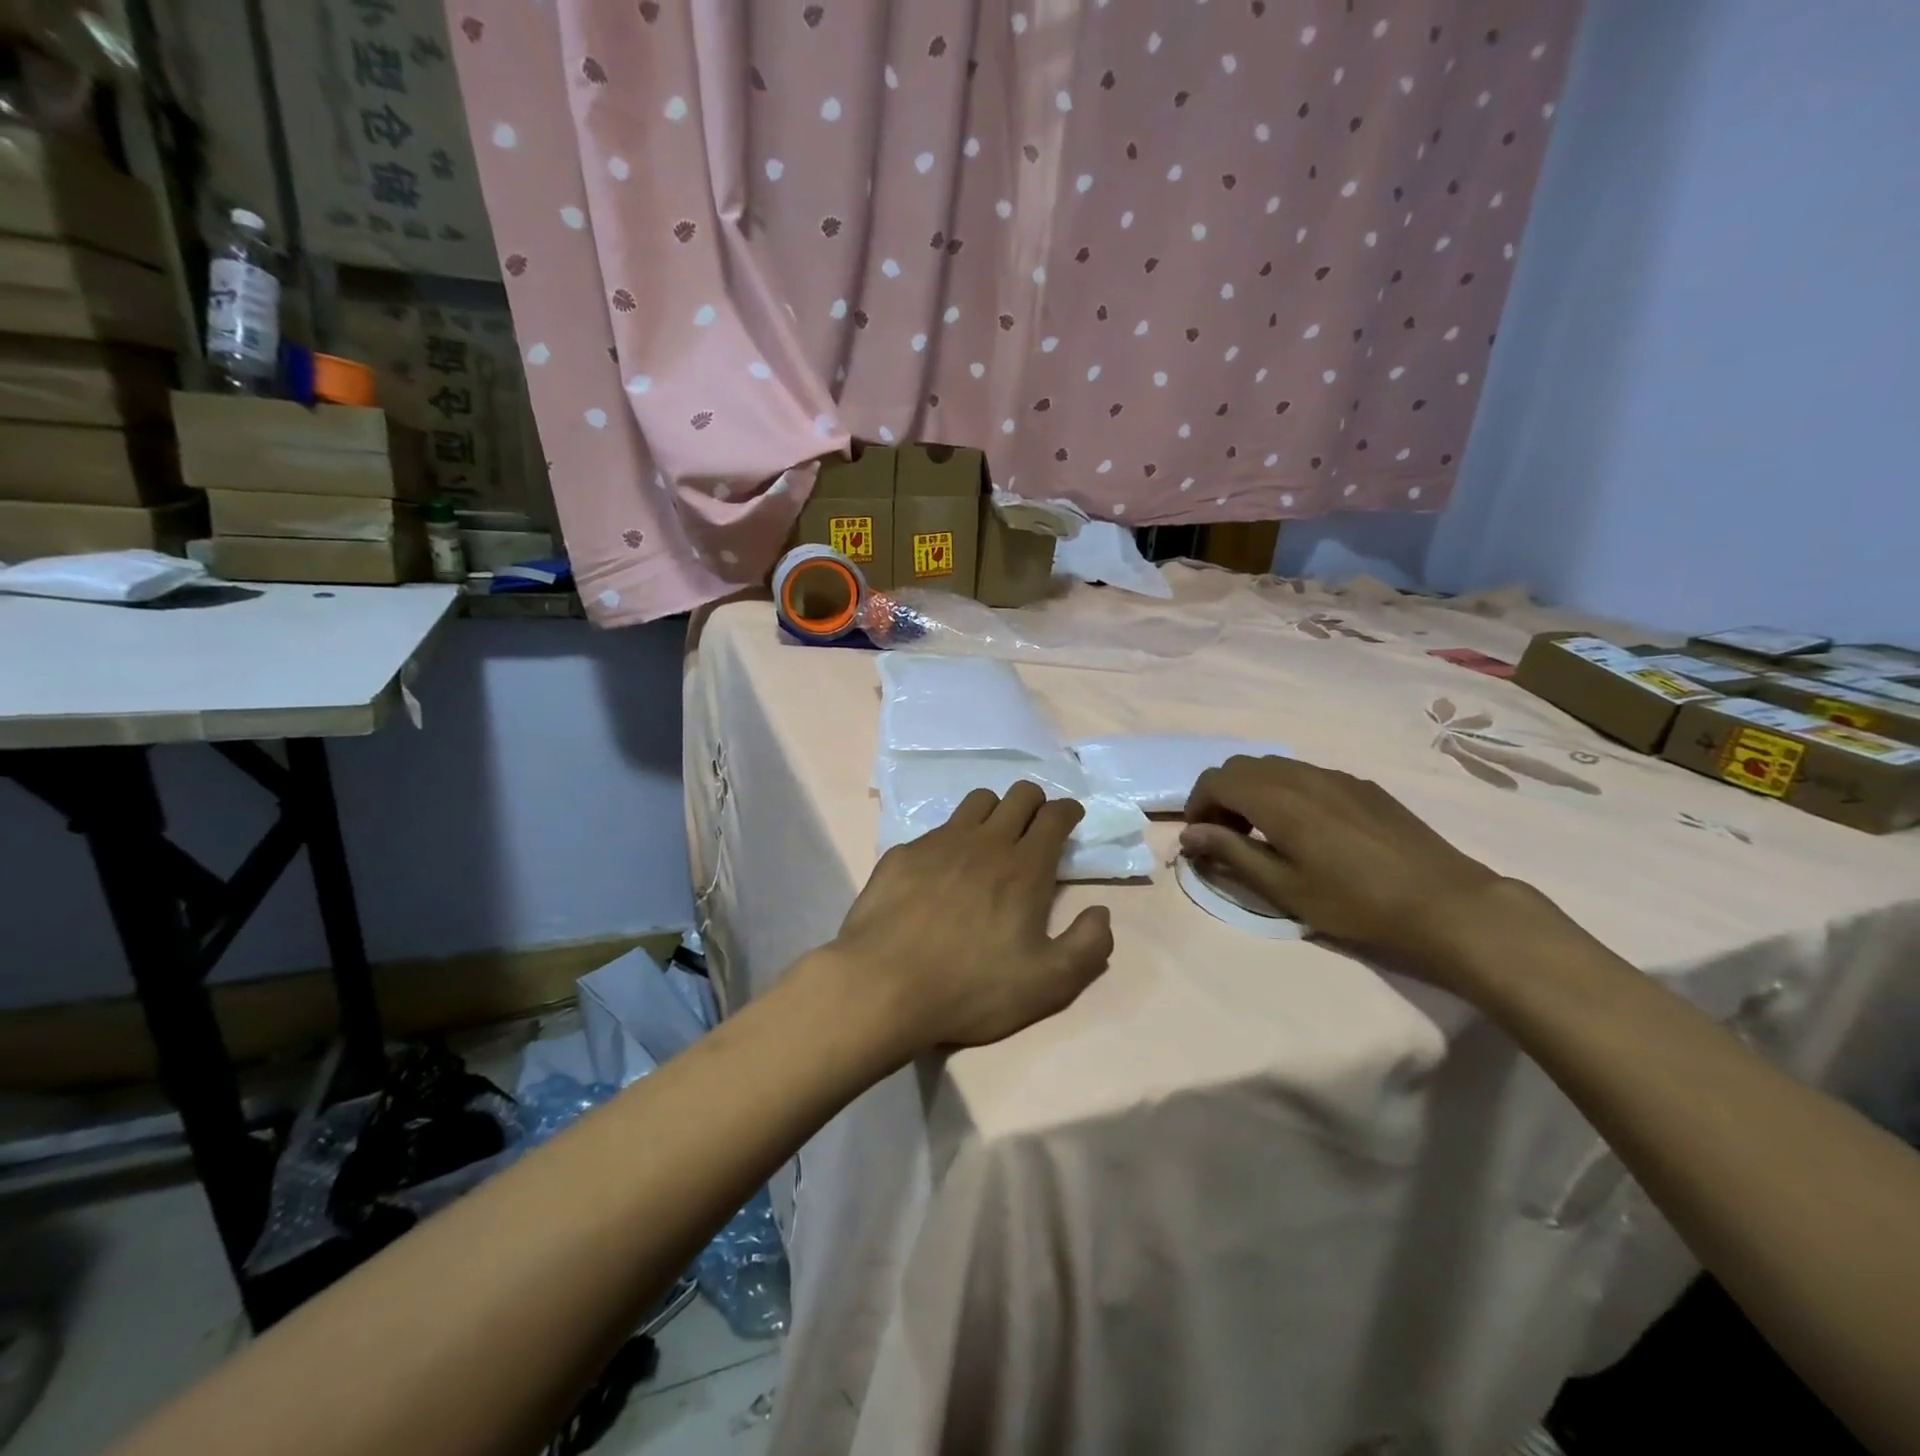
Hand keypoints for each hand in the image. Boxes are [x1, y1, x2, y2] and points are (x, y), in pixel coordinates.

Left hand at [826, 782, 1114, 1057]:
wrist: (883, 985)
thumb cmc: (971, 987)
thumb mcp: (1047, 984)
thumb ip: (1087, 947)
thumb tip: (1101, 913)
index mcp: (1025, 867)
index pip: (1054, 816)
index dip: (1068, 811)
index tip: (1070, 819)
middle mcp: (985, 842)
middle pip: (1019, 795)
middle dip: (1035, 802)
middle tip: (1035, 827)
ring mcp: (940, 842)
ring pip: (977, 801)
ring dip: (994, 811)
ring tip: (991, 839)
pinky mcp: (904, 853)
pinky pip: (936, 829)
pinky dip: (950, 839)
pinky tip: (940, 870)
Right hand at [1181, 756, 1522, 985]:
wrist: (1445, 902)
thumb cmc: (1355, 903)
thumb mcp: (1284, 888)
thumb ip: (1232, 853)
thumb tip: (1190, 834)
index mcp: (1277, 799)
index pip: (1216, 780)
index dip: (1197, 805)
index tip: (1201, 837)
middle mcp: (1301, 775)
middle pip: (1241, 766)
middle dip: (1222, 795)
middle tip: (1228, 835)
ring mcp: (1335, 776)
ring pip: (1273, 766)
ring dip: (1252, 790)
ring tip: (1263, 832)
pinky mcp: (1360, 785)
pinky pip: (1305, 773)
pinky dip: (1284, 790)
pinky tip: (1306, 828)